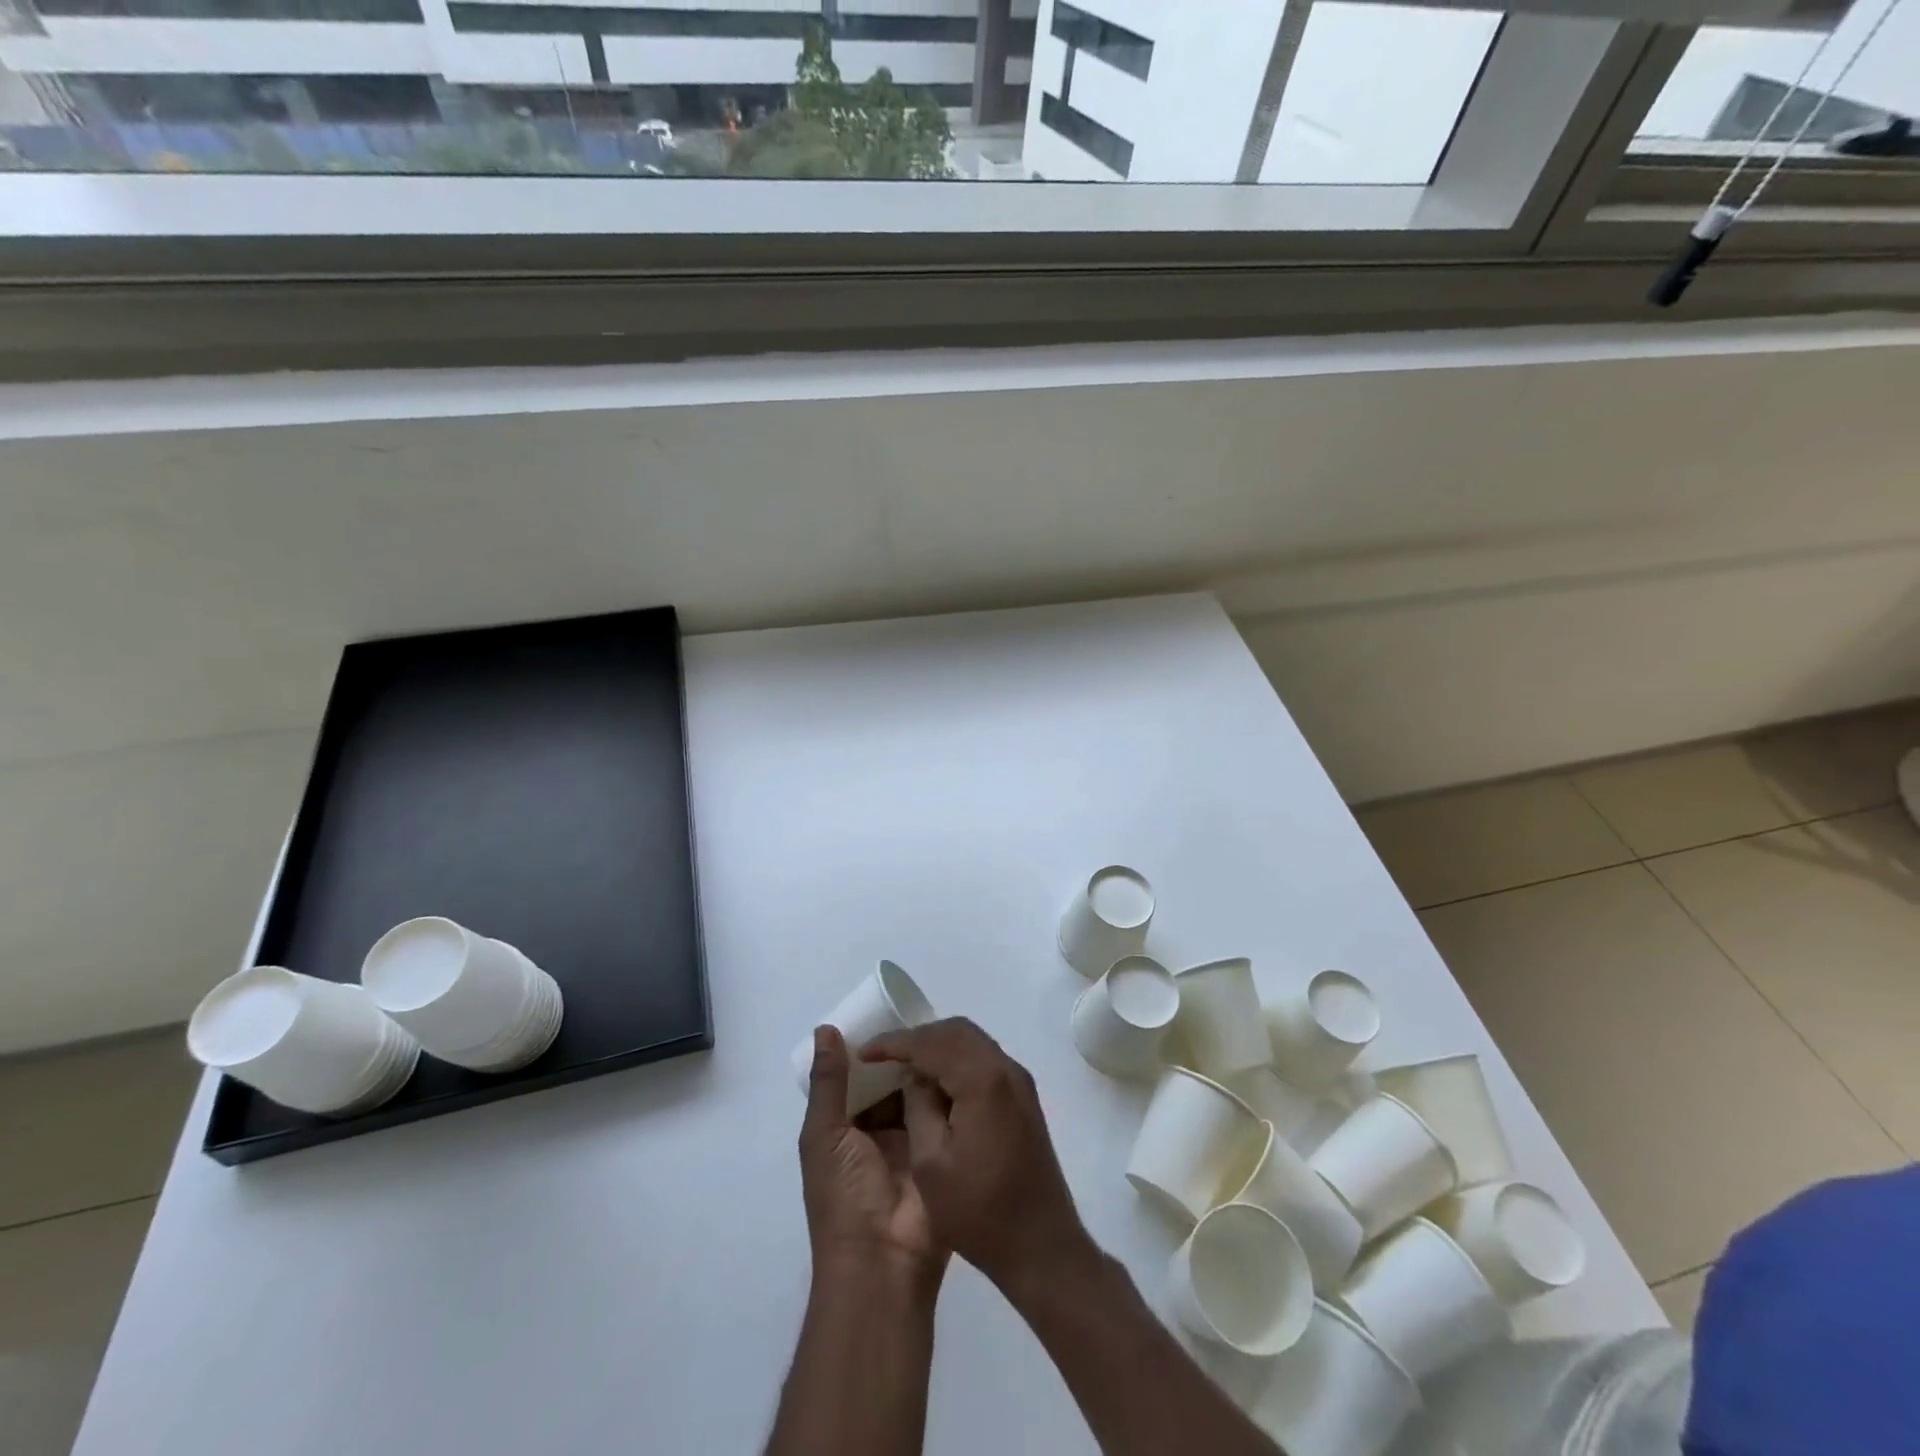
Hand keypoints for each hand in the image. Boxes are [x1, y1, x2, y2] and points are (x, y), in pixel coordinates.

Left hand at [799, 1026, 947, 1293]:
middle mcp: (879, 1132)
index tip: (889, 1010)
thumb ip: (828, 1083)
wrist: (884, 1262)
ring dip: (928, 1068)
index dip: (870, 1048)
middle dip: (903, 1055)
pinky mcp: (943, 1150)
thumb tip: (825, 1028)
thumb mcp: (824, 1136)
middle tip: (924, 1013)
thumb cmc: (843, 1197)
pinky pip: (944, 1112)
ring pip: (919, 1094)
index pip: (859, 1079)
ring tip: (947, 1027)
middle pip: (892, 1083)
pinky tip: (963, 1057)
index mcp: (846, 1129)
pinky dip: (949, 1089)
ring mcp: (913, 1142)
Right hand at [861, 1018, 1095, 1294]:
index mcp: (983, 1080)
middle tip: (885, 1055)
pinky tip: (936, 1084)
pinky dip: (956, 1060)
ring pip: (972, 1042)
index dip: (895, 1042)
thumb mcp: (931, 1164)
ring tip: (905, 1067)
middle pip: (956, 1031)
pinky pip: (984, 1060)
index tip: (866, 1051)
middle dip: (918, 1037)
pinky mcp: (1023, 1098)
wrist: (1042, 1247)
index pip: (932, 1042)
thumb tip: (914, 1077)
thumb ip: (918, 1107)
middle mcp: (1006, 1069)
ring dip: (938, 1047)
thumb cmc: (980, 1212)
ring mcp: (1019, 1082)